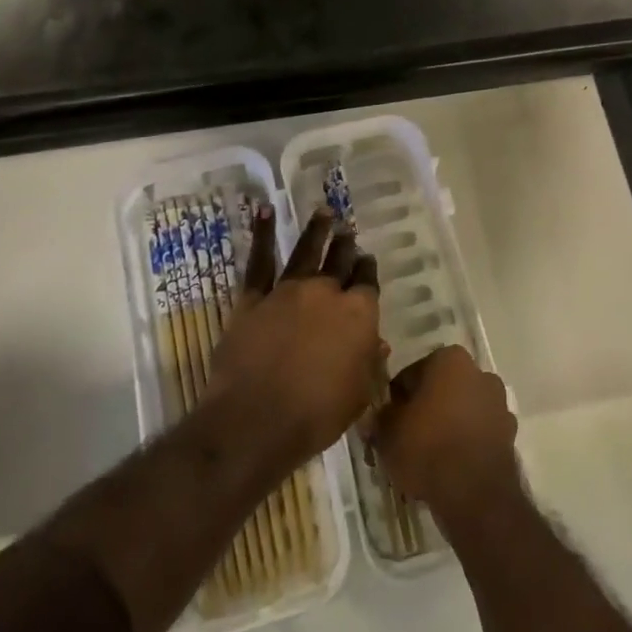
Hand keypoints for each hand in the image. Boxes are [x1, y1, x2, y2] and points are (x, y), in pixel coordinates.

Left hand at [205, 205, 385, 469]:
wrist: (257, 421)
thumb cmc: (317, 415)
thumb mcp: (358, 396)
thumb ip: (369, 365)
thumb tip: (377, 343)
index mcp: (358, 315)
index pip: (367, 284)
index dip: (367, 271)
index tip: (366, 260)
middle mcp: (326, 294)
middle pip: (340, 262)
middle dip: (346, 246)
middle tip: (348, 230)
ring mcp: (288, 292)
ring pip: (306, 252)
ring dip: (317, 231)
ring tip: (324, 212)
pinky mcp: (254, 299)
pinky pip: (260, 262)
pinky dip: (263, 234)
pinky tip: (265, 211)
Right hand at [372, 345, 519, 518]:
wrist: (474, 493)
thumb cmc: (427, 447)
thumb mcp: (388, 433)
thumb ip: (381, 418)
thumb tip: (378, 417)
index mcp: (449, 359)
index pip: (412, 374)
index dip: (397, 399)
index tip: (388, 421)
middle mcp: (479, 372)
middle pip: (441, 389)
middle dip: (426, 409)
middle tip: (406, 439)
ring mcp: (499, 403)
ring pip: (462, 410)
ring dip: (448, 426)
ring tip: (428, 458)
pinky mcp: (510, 433)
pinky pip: (478, 433)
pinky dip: (466, 444)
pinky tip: (450, 468)